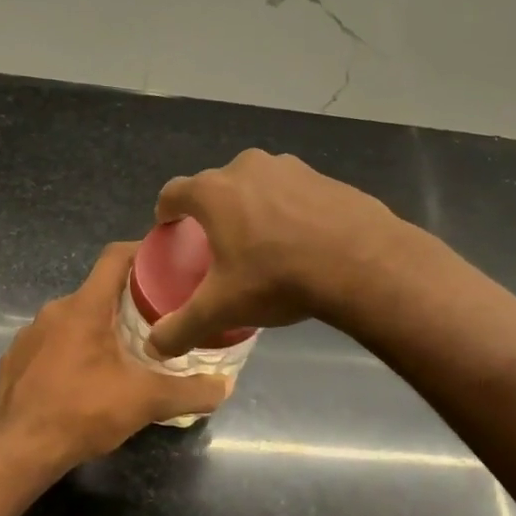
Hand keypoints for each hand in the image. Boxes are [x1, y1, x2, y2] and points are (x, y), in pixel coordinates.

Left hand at [0, 242, 230, 469]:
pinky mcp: (14, 359)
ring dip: (97, 329)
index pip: (114, 257)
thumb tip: (225, 387)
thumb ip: (190, 392)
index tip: (165, 261)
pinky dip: (70, 351)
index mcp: (85, 307)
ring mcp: (29, 334)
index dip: (141, 252)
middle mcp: (54, 311)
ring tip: (123, 353)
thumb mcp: (146, 402)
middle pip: (97, 291)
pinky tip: (83, 379)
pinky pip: (49, 343)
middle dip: (126, 302)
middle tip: (156, 320)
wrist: (20, 449)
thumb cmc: (84, 412)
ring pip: (72, 319)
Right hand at [148, 149, 401, 358]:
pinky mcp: (325, 177)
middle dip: (212, 212)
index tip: (169, 227)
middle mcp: (247, 168)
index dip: (166, 211)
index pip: (173, 192)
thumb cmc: (277, 277)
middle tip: (217, 244)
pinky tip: (300, 242)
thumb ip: (182, 327)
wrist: (361, 262)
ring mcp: (290, 167)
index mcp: (213, 192)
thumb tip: (155, 347)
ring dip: (252, 208)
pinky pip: (293, 193)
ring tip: (261, 243)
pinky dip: (288, 211)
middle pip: (217, 187)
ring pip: (257, 186)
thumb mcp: (222, 308)